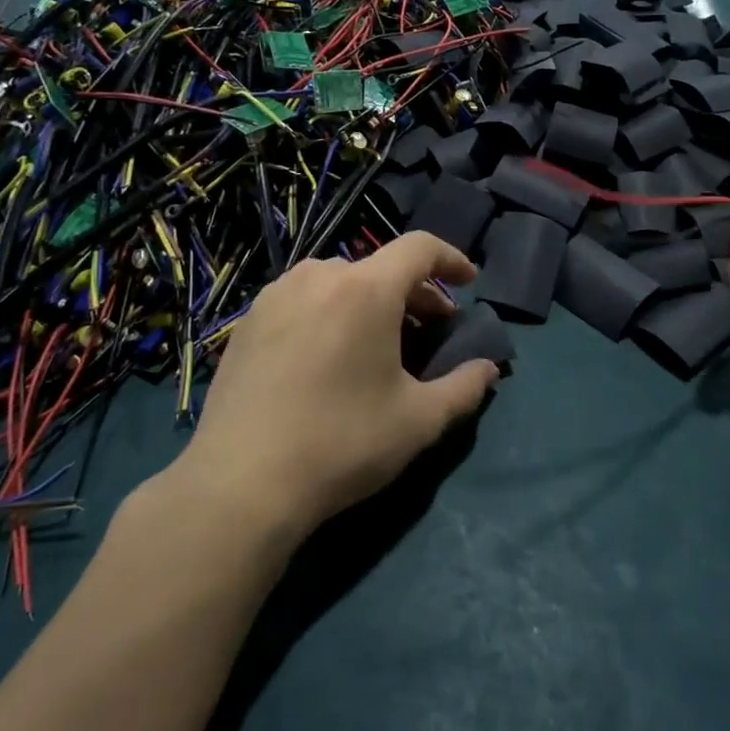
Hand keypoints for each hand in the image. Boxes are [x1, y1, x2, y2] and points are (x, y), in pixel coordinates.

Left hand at [174, 233, 499, 536]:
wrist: (241, 482)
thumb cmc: (342, 443)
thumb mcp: (419, 420)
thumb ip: (464, 387)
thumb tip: (488, 369)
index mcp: (365, 289)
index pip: (419, 248)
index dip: (451, 259)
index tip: (469, 282)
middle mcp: (319, 276)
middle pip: (380, 268)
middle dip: (414, 293)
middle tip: (430, 331)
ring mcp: (276, 295)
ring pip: (339, 282)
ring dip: (370, 302)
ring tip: (377, 344)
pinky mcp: (248, 320)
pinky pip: (303, 300)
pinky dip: (331, 313)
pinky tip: (329, 356)